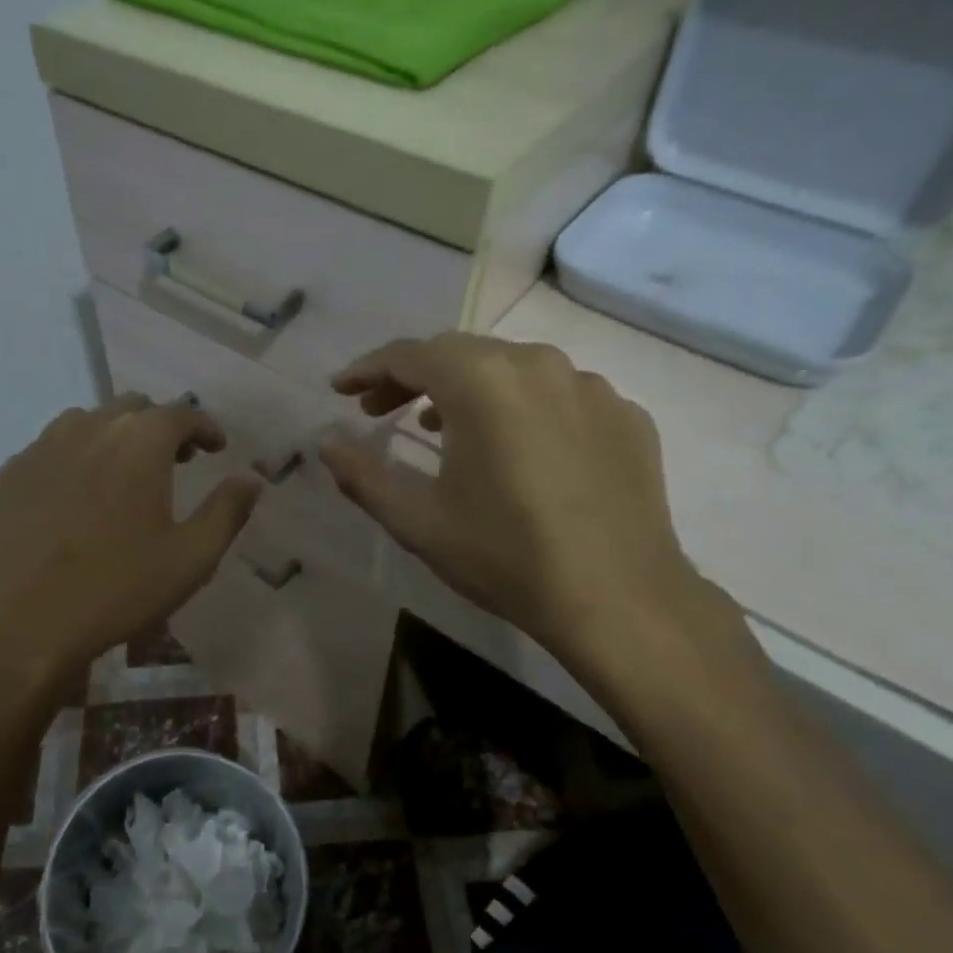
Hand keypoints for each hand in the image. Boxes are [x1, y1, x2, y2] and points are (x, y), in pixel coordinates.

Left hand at [0, 395, 259, 689]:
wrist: (13, 626)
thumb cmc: (114, 590)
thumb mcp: (190, 559)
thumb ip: (226, 511)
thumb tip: (249, 479)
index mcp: (138, 442)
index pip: (181, 414)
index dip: (205, 427)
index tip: (216, 447)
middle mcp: (88, 429)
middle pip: (132, 408)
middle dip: (160, 427)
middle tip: (175, 461)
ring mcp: (39, 448)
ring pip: (86, 423)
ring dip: (114, 437)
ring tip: (123, 475)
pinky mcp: (6, 475)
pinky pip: (48, 450)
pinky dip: (73, 460)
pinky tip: (73, 499)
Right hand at [320, 334, 726, 681]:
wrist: (618, 599)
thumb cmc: (505, 556)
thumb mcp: (418, 522)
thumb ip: (364, 476)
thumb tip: (326, 445)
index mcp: (482, 381)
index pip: (410, 355)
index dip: (368, 370)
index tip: (342, 390)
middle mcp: (538, 364)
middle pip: (460, 354)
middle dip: (412, 377)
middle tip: (380, 411)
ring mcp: (591, 386)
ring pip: (512, 368)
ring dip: (468, 389)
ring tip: (442, 426)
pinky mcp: (626, 415)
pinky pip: (559, 395)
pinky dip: (523, 408)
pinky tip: (518, 449)